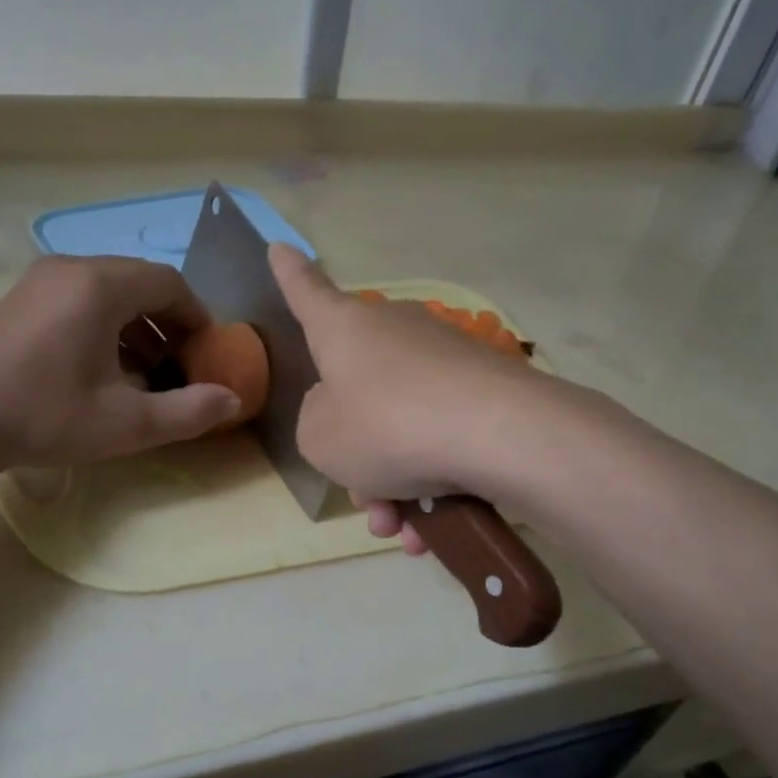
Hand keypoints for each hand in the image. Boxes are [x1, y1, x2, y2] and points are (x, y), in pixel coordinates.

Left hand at [0, 255, 240, 465]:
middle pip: (139, 283)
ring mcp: (38, 282)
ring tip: (145, 373)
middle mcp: (71, 269)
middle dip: (168, 323)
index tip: (208, 353)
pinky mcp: (17, 301)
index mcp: (102, 285)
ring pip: (107, 292)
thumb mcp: (127, 423)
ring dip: (136, 327)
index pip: (170, 284)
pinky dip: (104, 326)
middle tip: (180, 365)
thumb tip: (234, 401)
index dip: (198, 317)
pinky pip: (78, 300)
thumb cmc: (44, 414)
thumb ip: (189, 411)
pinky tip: (102, 370)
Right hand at [269, 244, 546, 554]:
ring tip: (404, 532)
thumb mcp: (321, 439)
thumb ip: (315, 423)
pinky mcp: (482, 389)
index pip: (306, 292)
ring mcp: (442, 359)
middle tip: (367, 503)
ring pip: (400, 428)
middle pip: (358, 392)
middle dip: (357, 458)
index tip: (278, 246)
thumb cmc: (386, 426)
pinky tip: (435, 530)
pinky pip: (440, 438)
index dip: (289, 274)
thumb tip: (343, 412)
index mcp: (344, 329)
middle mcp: (393, 333)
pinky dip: (432, 483)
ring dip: (395, 487)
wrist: (498, 435)